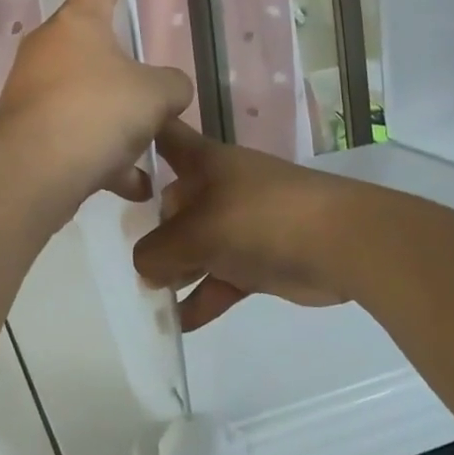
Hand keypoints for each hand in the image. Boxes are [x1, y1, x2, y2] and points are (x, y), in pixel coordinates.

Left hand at [0, 0, 193, 210]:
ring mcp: (36, 88)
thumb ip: (170, 86)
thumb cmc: (99, 112)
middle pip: (100, 48)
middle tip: (154, 105)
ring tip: (146, 156)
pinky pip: (76, 136)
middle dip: (129, 78)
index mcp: (81, 22)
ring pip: (91, 99)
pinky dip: (102, 158)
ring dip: (120, 127)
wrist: (35, 171)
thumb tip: (167, 91)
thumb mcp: (155, 94)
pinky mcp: (28, 128)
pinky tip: (130, 185)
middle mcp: (52, 47)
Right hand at [132, 122, 352, 328]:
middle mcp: (217, 187)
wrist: (341, 243)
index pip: (165, 135)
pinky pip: (219, 277)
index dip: (140, 132)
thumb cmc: (260, 218)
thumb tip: (145, 269)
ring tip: (150, 296)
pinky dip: (202, 298)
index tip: (112, 143)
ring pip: (195, 243)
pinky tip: (180, 323)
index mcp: (203, 162)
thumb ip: (159, 251)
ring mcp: (239, 223)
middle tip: (133, 259)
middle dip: (152, 229)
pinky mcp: (257, 259)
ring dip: (175, 269)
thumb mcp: (198, 231)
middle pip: (173, 201)